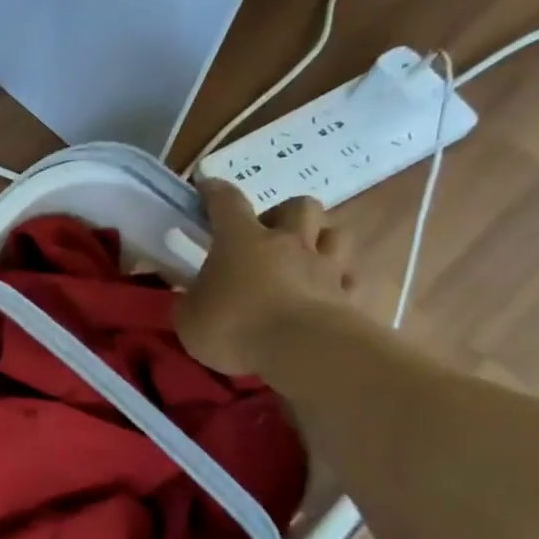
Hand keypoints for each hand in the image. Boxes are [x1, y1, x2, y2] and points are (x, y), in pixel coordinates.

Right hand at [178, 180, 357, 376]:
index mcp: (241, 240)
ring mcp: (324, 268)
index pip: (226, 202)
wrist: (302, 351)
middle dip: (284, 214)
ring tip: (303, 259)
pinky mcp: (349, 297)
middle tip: (267, 235)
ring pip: (335, 233)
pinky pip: (349, 279)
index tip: (207, 187)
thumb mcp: (189, 317)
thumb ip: (192, 300)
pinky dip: (338, 283)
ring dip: (320, 240)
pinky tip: (325, 295)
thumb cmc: (234, 326)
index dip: (215, 192)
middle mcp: (287, 244)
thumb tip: (196, 296)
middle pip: (298, 206)